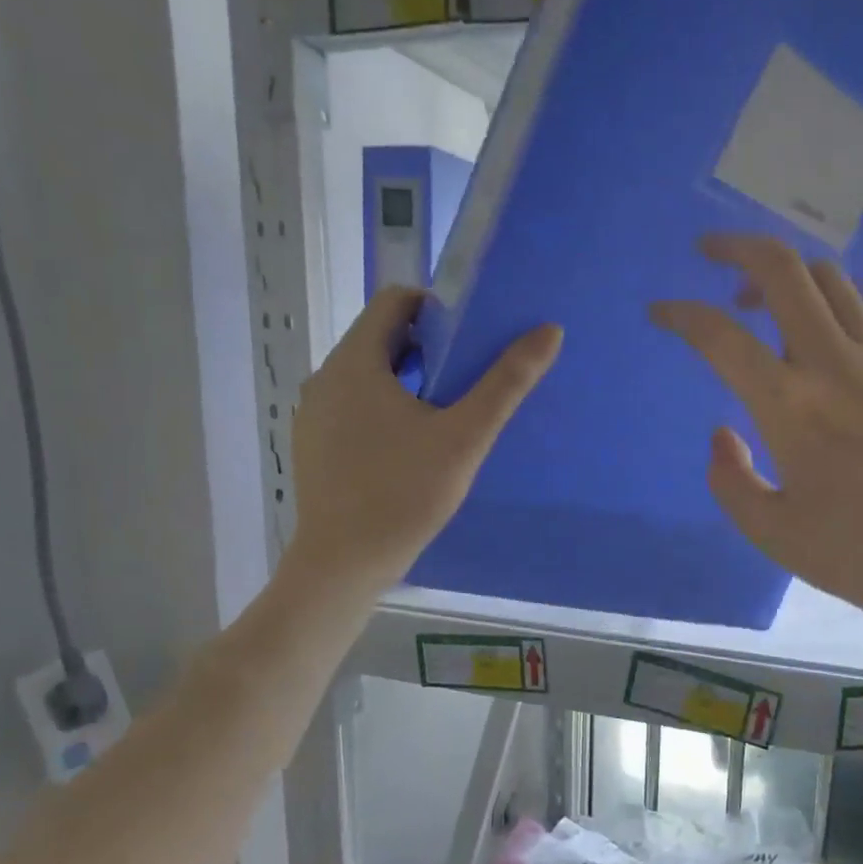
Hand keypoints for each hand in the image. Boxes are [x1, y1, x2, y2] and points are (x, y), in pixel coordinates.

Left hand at [285, 287, 561, 592]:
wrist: (343, 563)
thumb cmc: (405, 494)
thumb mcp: (465, 437)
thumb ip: (506, 382)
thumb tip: (549, 331)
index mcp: (355, 362)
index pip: (394, 301)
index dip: (437, 310)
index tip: (469, 342)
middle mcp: (325, 377)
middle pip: (381, 337)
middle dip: (427, 349)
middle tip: (466, 383)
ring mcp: (313, 413)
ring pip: (367, 374)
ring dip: (407, 381)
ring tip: (444, 418)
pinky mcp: (314, 444)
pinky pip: (353, 405)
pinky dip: (384, 408)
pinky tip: (409, 449)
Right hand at [651, 235, 862, 652]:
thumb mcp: (772, 534)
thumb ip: (730, 480)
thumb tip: (722, 434)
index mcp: (789, 406)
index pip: (720, 336)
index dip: (681, 315)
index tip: (659, 312)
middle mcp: (835, 364)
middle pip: (783, 270)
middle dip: (738, 248)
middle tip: (710, 253)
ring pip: (833, 280)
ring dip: (789, 275)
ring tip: (765, 300)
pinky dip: (841, 306)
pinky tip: (832, 335)